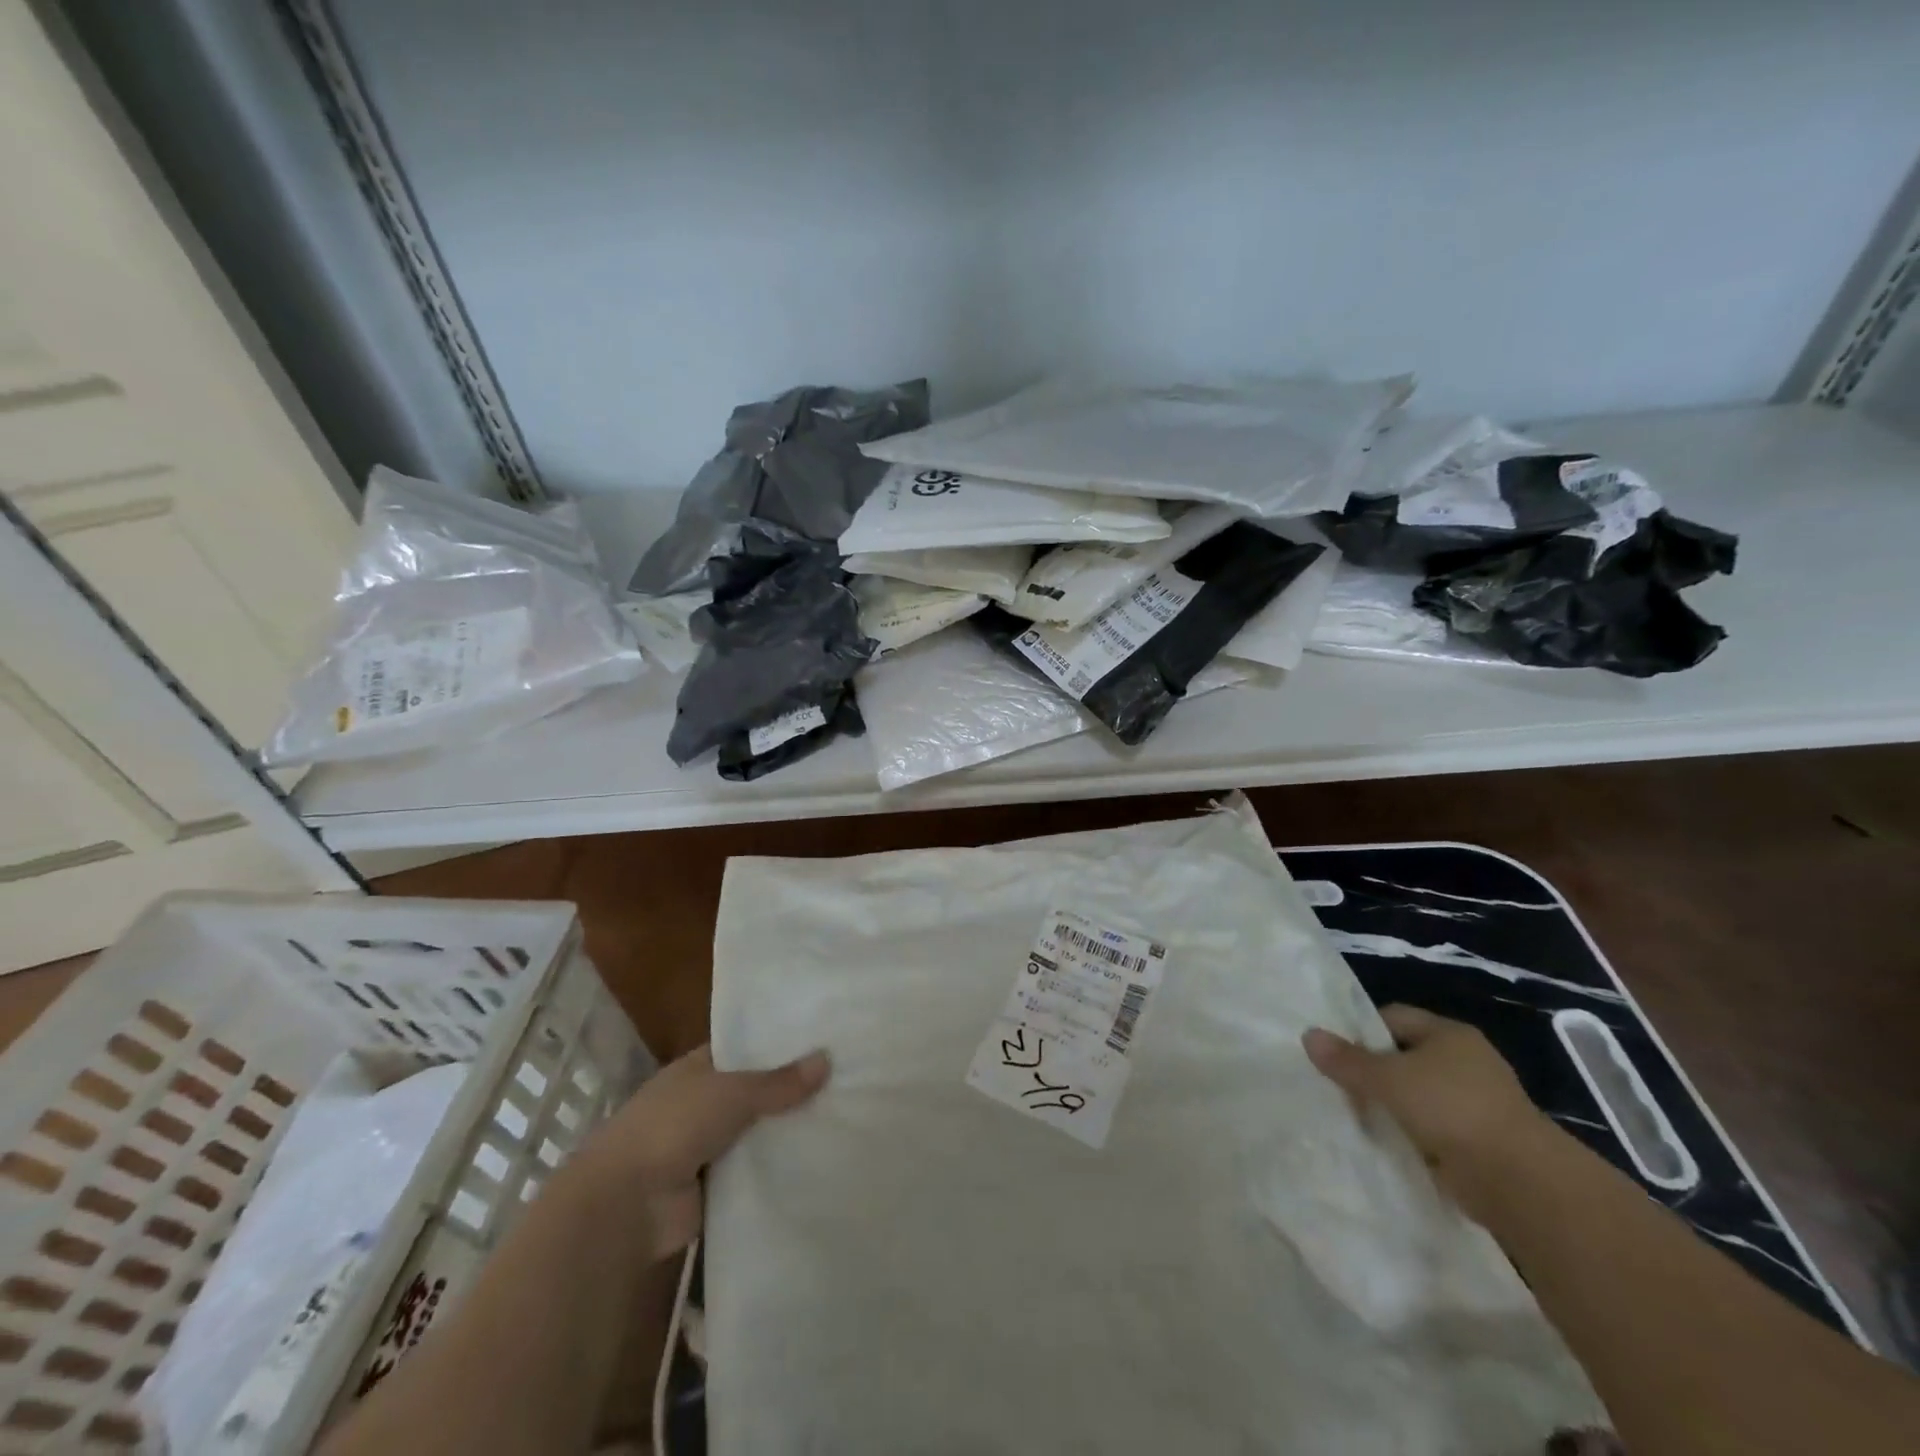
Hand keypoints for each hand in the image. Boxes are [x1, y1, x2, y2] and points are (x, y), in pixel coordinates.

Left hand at [569, 1044, 828, 1259]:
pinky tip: (820, 1161)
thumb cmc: (673, 1126)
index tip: (822, 1039)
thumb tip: (827, 1059)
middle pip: (756, 1091)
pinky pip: (756, 1172)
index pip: (745, 1048)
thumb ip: (779, 1081)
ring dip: (788, 1131)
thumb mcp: (731, 1092)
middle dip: (792, 1089)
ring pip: (758, 1132)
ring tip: (846, 1118)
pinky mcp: (716, 1187)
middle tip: (847, 1080)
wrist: (626, 1205)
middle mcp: (703, 1102)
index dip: (779, 1044)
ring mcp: (708, 1146)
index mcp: (698, 1068)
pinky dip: (779, 1169)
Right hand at [1303, 1005, 1548, 1221]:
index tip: (1335, 1053)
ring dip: (1391, 1108)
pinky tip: (1387, 1145)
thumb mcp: (1387, 1078)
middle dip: (1373, 1073)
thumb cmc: (1451, 1109)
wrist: (1519, 1181)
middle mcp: (1466, 1062)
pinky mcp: (1480, 1142)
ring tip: (1357, 1118)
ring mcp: (1476, 1103)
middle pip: (1404, 1057)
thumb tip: (1308, 1035)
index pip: (1393, 1018)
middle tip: (1339, 1088)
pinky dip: (1411, 1136)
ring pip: (1417, 1096)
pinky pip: (1432, 1130)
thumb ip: (1347, 1060)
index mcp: (1449, 1034)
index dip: (1362, 1031)